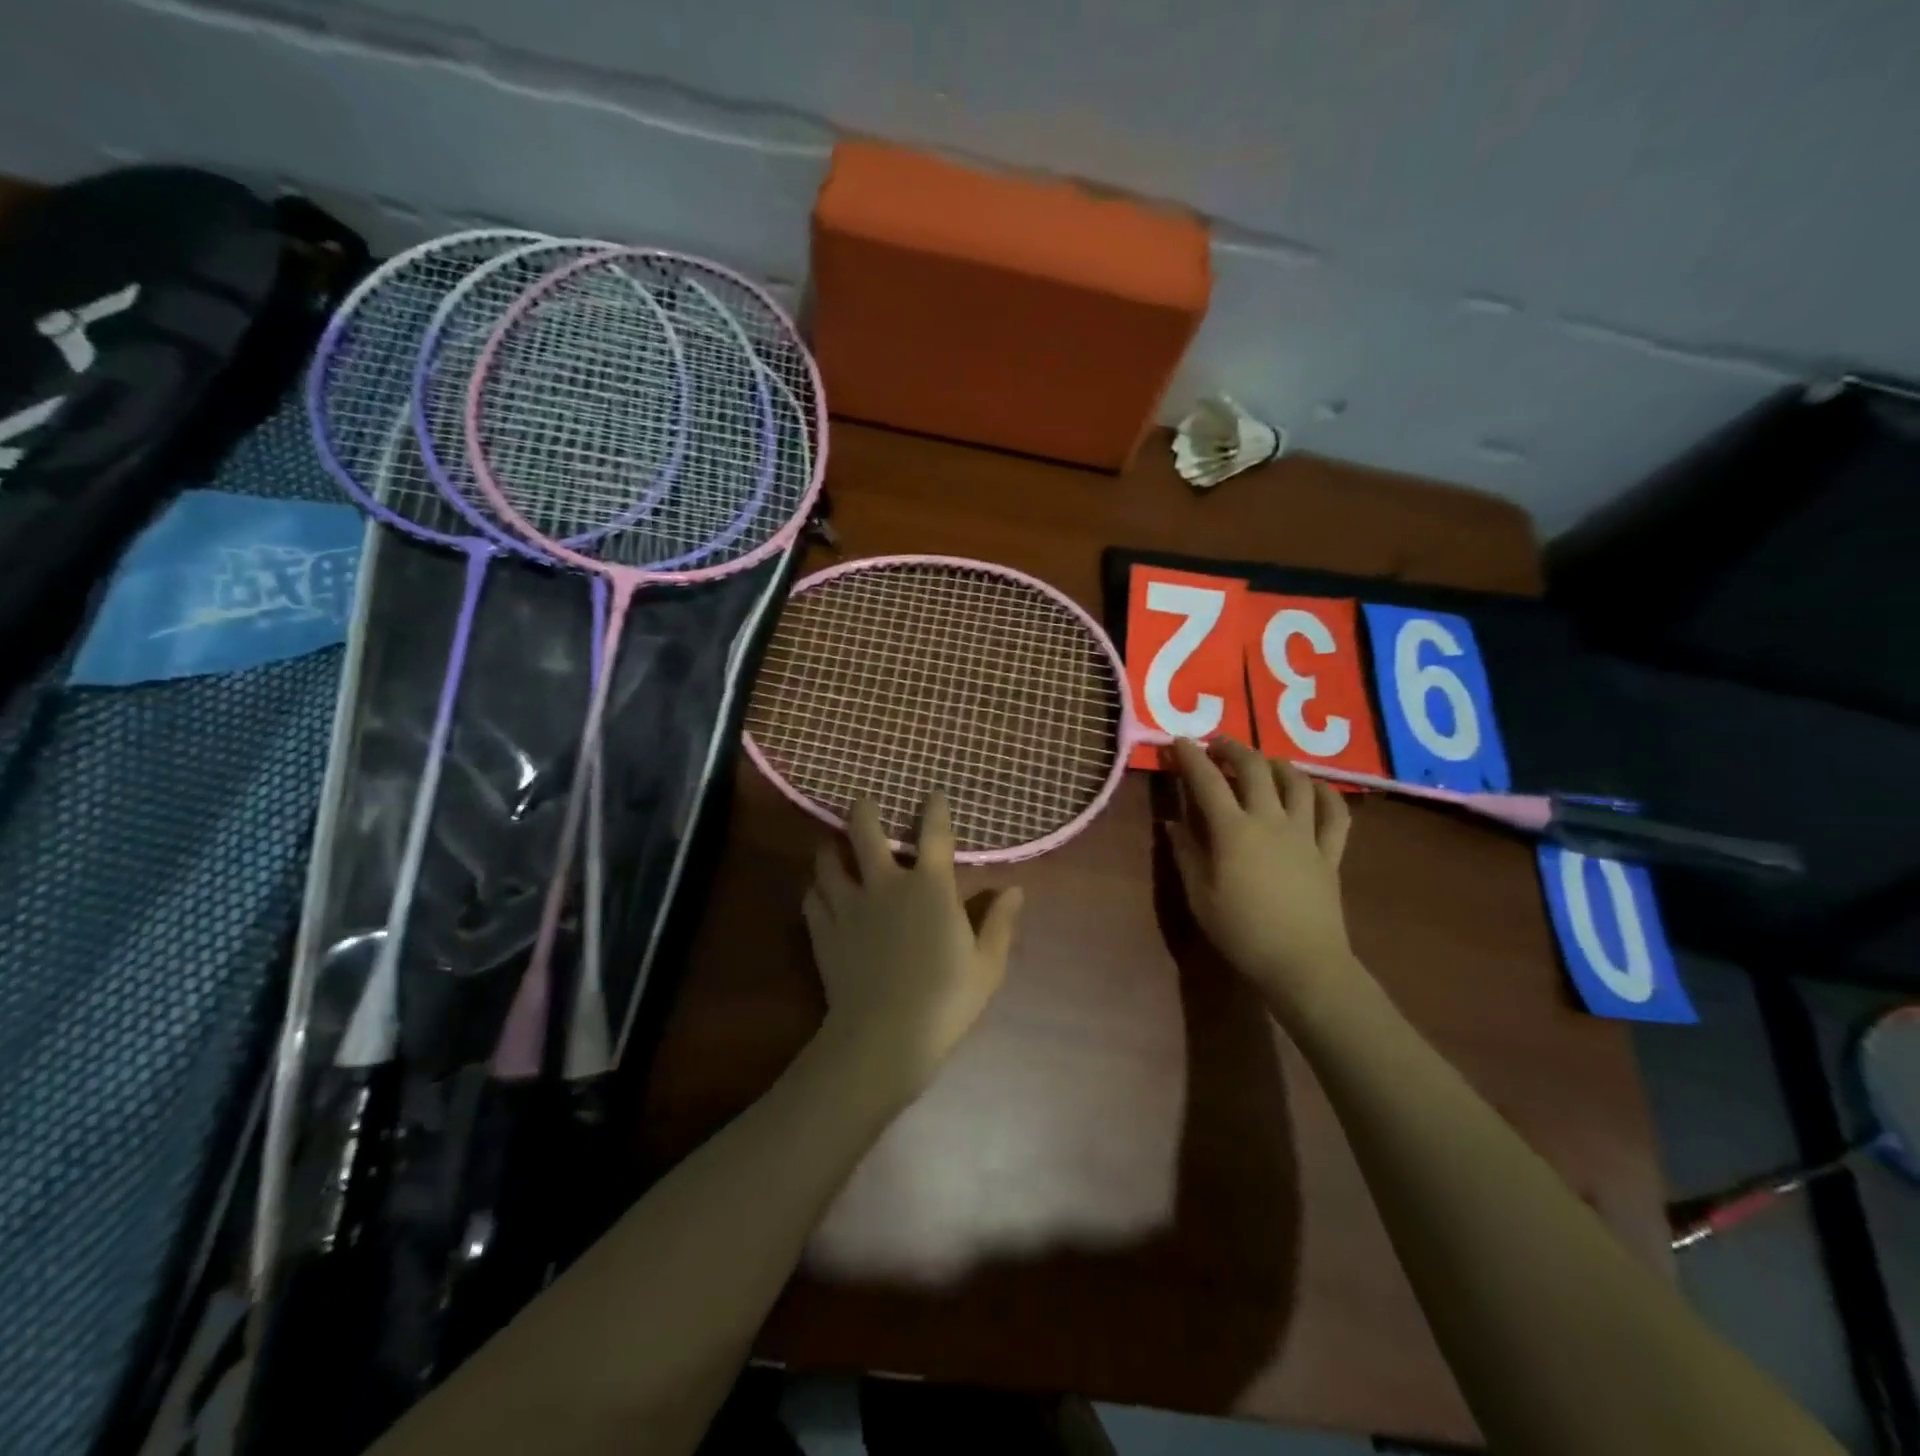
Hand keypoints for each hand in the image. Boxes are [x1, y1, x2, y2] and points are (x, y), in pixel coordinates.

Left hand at [803, 793, 1023, 1099]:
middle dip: (863, 811)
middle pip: (865, 830)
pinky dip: (817, 888)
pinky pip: (812, 897)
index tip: (934, 793)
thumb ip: (1000, 923)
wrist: (884, 1035)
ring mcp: (849, 905)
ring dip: (831, 848)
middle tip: (864, 804)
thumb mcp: (987, 965)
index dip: (935, 808)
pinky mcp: (824, 930)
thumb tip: (1015, 889)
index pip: (934, 833)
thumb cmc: (946, 999)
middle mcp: (885, 883)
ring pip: (828, 860)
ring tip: (833, 845)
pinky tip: (821, 892)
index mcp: (930, 886)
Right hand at [1164, 737, 1364, 1019]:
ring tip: (1263, 762)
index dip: (1190, 757)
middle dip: (1232, 749)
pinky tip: (1314, 788)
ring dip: (1276, 763)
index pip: (1207, 781)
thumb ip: (1185, 853)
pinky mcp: (1330, 852)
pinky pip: (1335, 813)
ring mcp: (1305, 834)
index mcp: (1233, 831)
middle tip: (1217, 744)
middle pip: (1255, 769)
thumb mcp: (1199, 895)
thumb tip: (1172, 822)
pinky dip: (1325, 793)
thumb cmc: (1241, 932)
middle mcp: (1270, 820)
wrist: (1302, 963)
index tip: (1178, 740)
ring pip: (1296, 782)